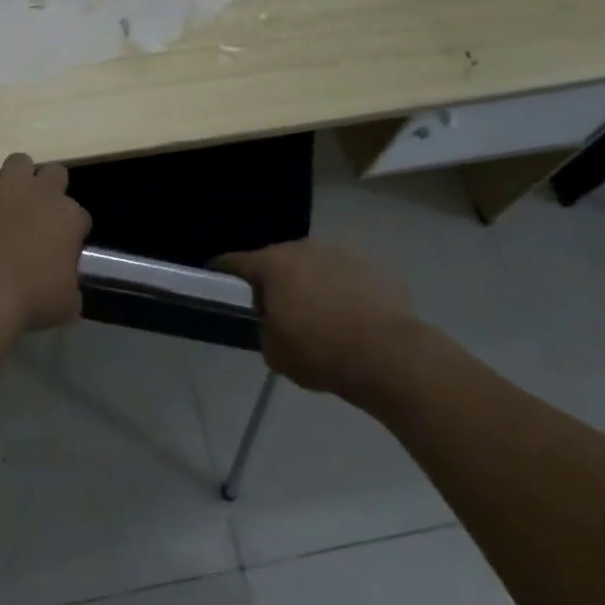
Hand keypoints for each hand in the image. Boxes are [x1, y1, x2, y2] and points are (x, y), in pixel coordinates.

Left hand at [0, 153, 91, 335]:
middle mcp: (45, 193)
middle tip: (38, 215)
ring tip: (11, 200)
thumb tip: (66, 285)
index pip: (80, 216)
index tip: (62, 248)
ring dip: (19, 178)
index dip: (71, 232)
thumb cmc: (30, 300)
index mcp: (71, 218)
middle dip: (50, 190)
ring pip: (21, 161)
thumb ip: (72, 286)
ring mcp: (11, 186)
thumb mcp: (67, 304)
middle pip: (56, 174)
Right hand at [216, 241, 427, 407]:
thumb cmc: (320, 352)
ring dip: (310, 282)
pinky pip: (346, 277)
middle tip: (274, 307)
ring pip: (315, 266)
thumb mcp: (274, 352)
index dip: (221, 272)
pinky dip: (342, 290)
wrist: (390, 356)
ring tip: (317, 313)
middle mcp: (304, 248)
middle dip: (273, 280)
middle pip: (278, 261)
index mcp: (272, 264)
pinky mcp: (374, 267)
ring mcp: (342, 253)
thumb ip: (265, 330)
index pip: (234, 262)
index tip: (214, 280)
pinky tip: (350, 317)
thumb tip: (273, 325)